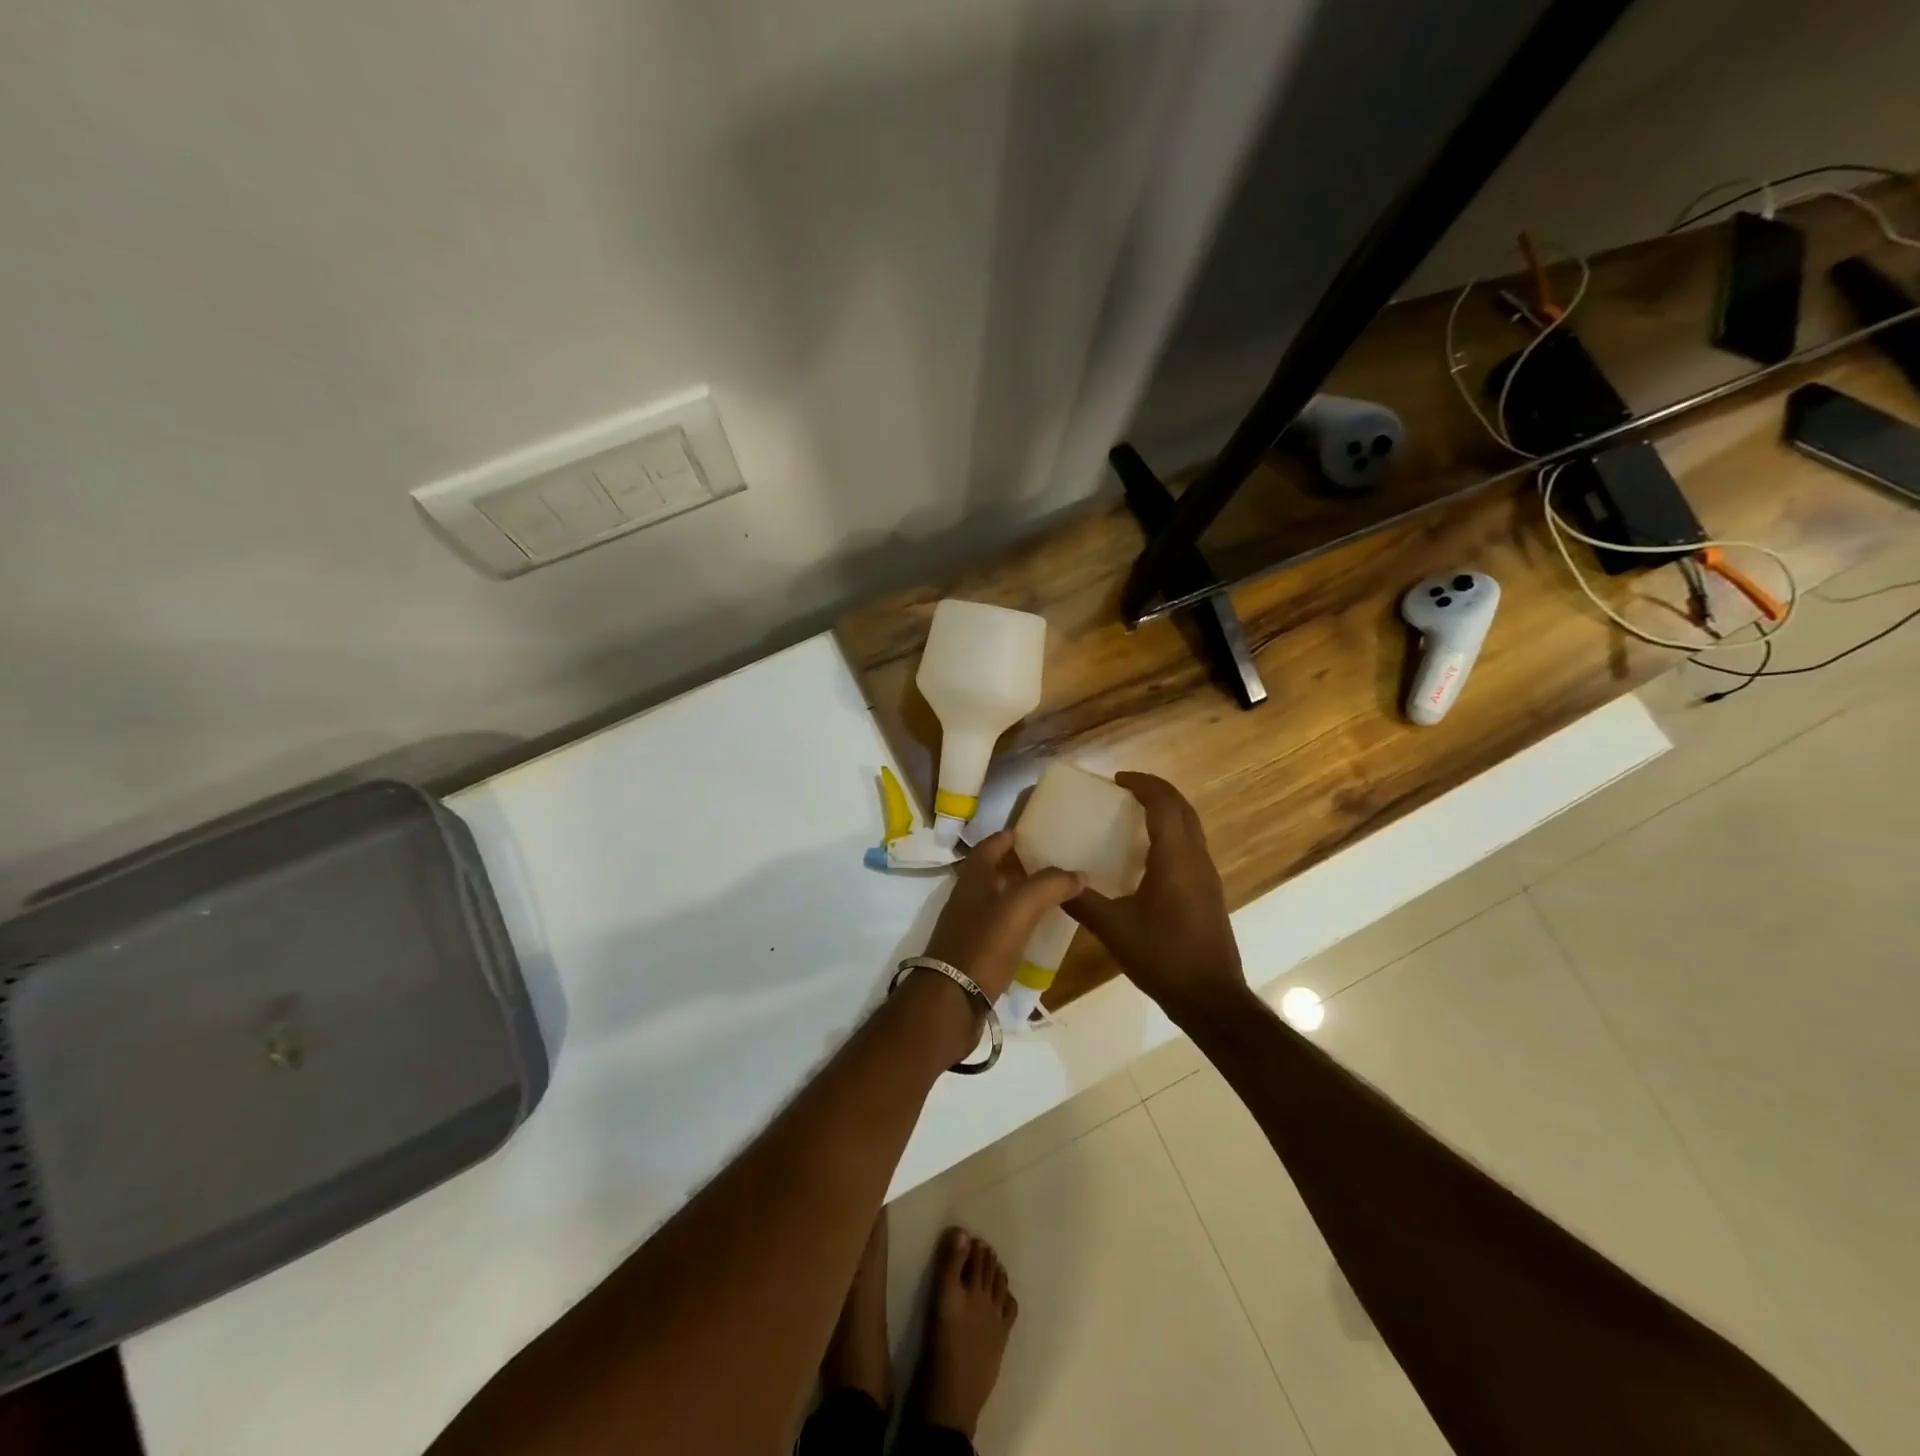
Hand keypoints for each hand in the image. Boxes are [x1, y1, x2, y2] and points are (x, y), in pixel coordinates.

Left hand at [922, 832, 1084, 1003]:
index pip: (989, 846)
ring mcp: (966, 929)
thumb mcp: (1020, 907)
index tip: (1028, 832)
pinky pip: (997, 932)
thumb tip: (1079, 874)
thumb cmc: (983, 945)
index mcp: (972, 880)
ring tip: (1049, 900)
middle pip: (990, 874)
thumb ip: (1049, 885)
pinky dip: (1015, 927)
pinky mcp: (972, 956)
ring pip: (994, 903)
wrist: (950, 1002)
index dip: (1007, 837)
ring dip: (1017, 898)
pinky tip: (1034, 935)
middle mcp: (966, 899)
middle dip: (1016, 867)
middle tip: (1049, 867)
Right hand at [1065, 773, 1246, 1020]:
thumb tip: (1050, 881)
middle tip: (1124, 791)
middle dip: (1156, 792)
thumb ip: (1081, 901)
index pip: (1164, 804)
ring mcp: (1207, 877)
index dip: (1142, 784)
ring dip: (1166, 812)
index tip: (1116, 780)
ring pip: (1191, 827)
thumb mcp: (1113, 929)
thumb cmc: (1163, 958)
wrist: (1211, 998)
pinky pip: (1191, 847)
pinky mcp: (1208, 893)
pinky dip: (1171, 834)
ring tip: (1132, 815)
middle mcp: (1196, 859)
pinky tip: (1146, 856)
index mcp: (1175, 859)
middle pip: (1183, 809)